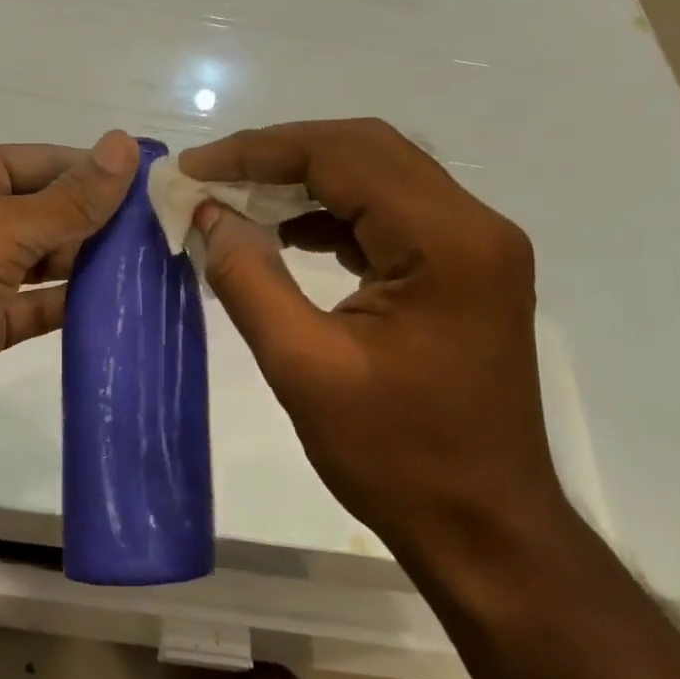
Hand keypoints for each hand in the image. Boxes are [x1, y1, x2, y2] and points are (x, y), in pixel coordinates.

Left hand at [0, 131, 139, 460]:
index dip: (98, 171)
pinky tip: (118, 311)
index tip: (158, 186)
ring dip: (90, 265)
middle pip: (46, 211)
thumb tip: (124, 146)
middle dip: (100, 222)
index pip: (45, 163)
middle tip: (168, 234)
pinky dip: (69, 308)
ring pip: (43, 261)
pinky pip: (34, 308)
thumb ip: (67, 200)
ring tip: (155, 270)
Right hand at [181, 119, 565, 560]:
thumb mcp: (303, 367)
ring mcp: (474, 245)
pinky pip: (389, 212)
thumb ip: (248, 277)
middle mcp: (473, 225)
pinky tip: (286, 233)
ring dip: (304, 178)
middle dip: (279, 154)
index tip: (194, 169)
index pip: (342, 156)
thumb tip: (207, 213)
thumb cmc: (397, 457)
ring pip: (377, 174)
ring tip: (237, 200)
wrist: (485, 529)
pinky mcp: (463, 268)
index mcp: (446, 242)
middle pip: (365, 149)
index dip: (258, 152)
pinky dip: (331, 211)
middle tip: (211, 176)